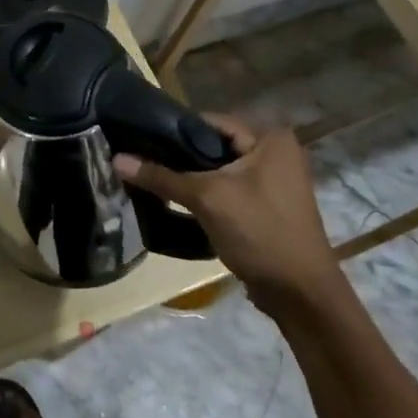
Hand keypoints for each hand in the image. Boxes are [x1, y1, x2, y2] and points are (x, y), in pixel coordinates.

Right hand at [113, 115, 338, 306]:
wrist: (302, 295)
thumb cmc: (260, 233)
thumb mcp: (207, 199)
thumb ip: (162, 177)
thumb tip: (116, 159)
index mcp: (270, 138)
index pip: (209, 121)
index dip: (172, 131)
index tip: (138, 140)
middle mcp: (276, 152)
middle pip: (213, 145)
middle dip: (179, 157)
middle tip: (141, 163)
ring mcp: (274, 181)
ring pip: (219, 170)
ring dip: (191, 178)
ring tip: (153, 182)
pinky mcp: (268, 206)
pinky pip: (228, 190)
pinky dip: (206, 195)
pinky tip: (177, 203)